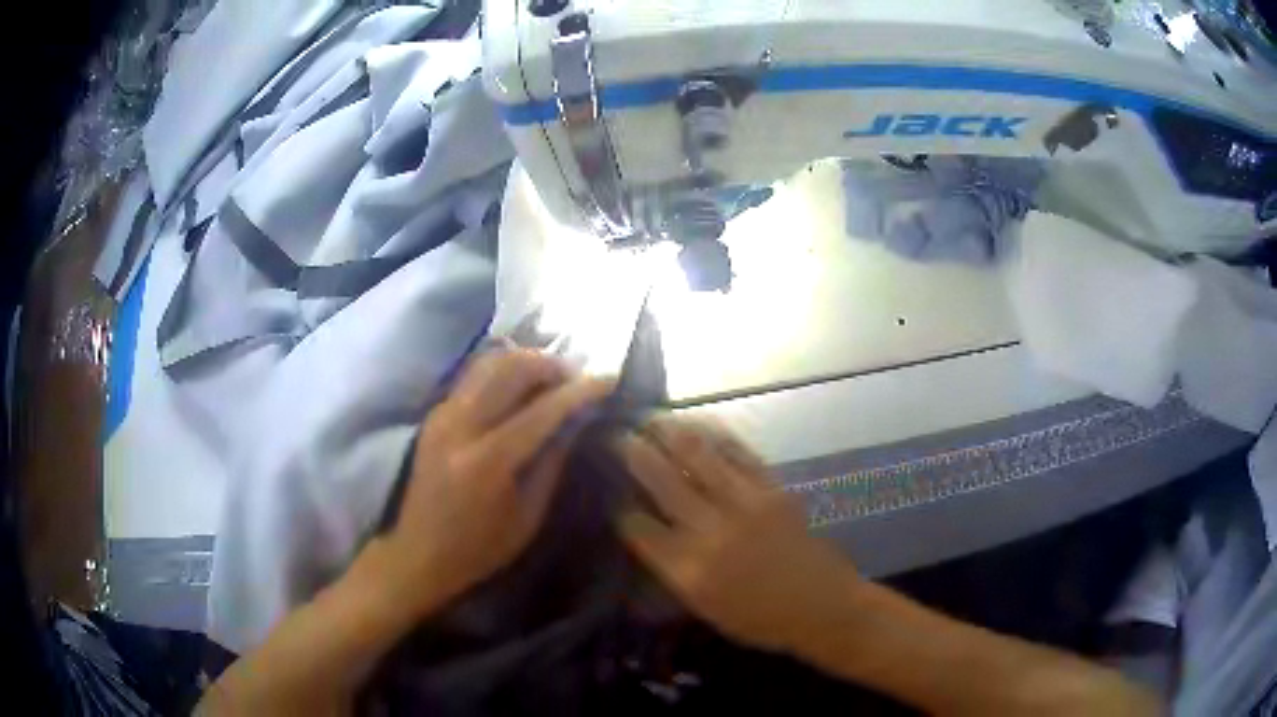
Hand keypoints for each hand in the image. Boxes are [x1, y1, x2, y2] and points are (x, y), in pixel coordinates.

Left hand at [372, 348, 613, 617]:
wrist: (417, 554)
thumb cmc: (479, 549)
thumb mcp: (527, 517)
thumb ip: (551, 463)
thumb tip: (576, 421)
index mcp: (488, 461)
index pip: (542, 410)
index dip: (579, 391)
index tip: (608, 378)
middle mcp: (461, 426)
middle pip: (510, 369)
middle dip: (551, 365)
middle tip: (578, 376)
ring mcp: (443, 415)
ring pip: (488, 363)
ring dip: (525, 360)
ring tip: (552, 376)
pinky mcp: (434, 414)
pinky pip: (473, 376)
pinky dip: (503, 369)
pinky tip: (521, 385)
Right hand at [615, 418, 860, 653]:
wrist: (821, 607)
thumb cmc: (759, 619)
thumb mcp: (703, 608)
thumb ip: (670, 570)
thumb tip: (643, 532)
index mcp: (687, 570)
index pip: (637, 527)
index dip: (619, 506)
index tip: (611, 490)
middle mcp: (710, 531)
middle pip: (660, 480)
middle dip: (632, 453)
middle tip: (616, 435)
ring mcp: (744, 503)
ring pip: (696, 454)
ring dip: (667, 430)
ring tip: (650, 418)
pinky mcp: (772, 488)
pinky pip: (737, 451)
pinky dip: (712, 434)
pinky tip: (696, 424)